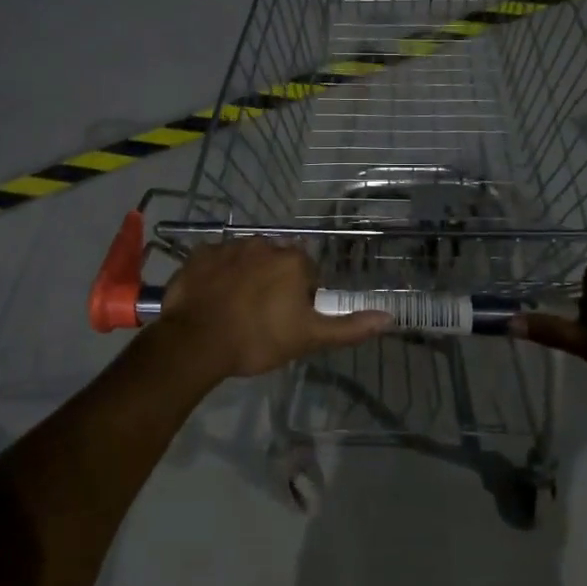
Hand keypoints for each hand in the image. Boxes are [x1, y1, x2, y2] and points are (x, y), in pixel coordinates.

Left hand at [158, 240, 390, 379]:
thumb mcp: (309, 338)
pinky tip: (211, 298)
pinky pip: (215, 260)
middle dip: (273, 283)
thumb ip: (349, 327)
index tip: (287, 320)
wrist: (196, 342)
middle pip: (276, 262)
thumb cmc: (258, 339)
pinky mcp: (199, 254)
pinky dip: (216, 275)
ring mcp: (228, 246)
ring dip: (245, 276)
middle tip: (261, 317)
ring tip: (234, 309)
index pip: (307, 274)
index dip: (300, 298)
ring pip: (246, 259)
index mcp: (293, 260)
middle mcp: (264, 243)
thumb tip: (390, 317)